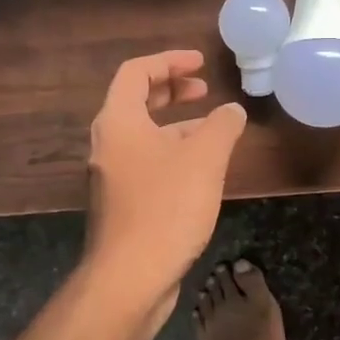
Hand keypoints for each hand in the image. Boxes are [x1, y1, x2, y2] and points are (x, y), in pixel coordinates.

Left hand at [85, 50, 246, 321]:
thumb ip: (222, 126)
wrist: (130, 278)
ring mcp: (111, 176)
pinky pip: (146, 163)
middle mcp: (107, 144)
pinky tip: (201, 171)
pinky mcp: (121, 203)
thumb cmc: (166, 207)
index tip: (201, 63)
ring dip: (175, 125)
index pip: (136, 72)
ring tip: (213, 130)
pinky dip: (171, 153)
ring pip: (143, 136)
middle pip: (135, 101)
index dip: (169, 61)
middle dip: (171, 90)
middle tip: (203, 89)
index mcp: (118, 122)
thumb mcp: (204, 159)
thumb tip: (232, 111)